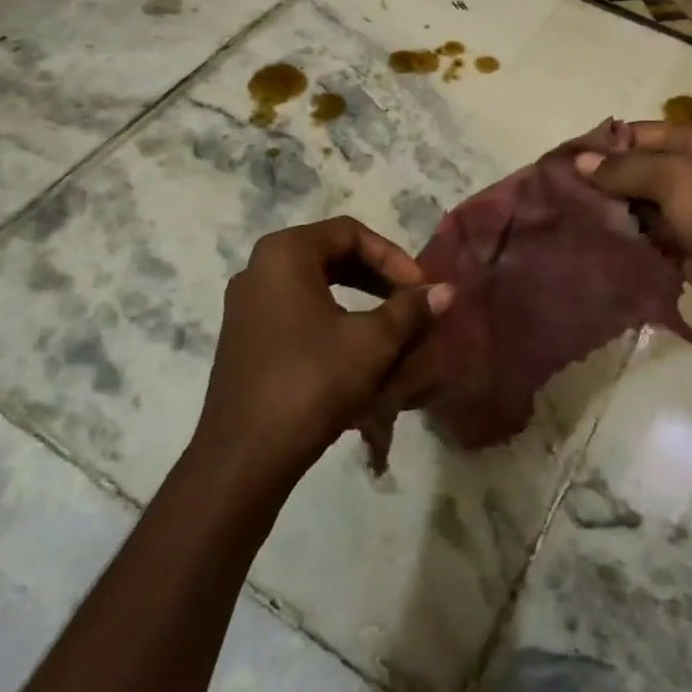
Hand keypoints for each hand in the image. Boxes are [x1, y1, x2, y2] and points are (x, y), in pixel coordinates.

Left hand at [196, 216, 451, 489]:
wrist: (244, 457)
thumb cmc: (311, 383)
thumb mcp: (372, 343)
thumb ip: (411, 310)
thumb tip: (447, 290)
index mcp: (284, 254)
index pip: (350, 233)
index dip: (393, 257)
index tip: (420, 289)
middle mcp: (259, 268)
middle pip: (332, 254)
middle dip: (378, 277)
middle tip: (410, 302)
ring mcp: (247, 304)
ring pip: (316, 285)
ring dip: (359, 299)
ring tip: (392, 325)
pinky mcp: (245, 337)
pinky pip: (297, 310)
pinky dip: (333, 319)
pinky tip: (357, 349)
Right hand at [576, 118, 691, 345]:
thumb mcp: (676, 179)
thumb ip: (625, 169)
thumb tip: (579, 162)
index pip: (635, 134)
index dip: (599, 147)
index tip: (558, 165)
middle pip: (635, 170)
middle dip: (599, 182)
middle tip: (555, 197)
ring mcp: (690, 213)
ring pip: (637, 206)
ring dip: (608, 214)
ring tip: (564, 221)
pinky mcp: (687, 250)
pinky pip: (646, 239)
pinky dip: (624, 240)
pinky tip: (591, 244)